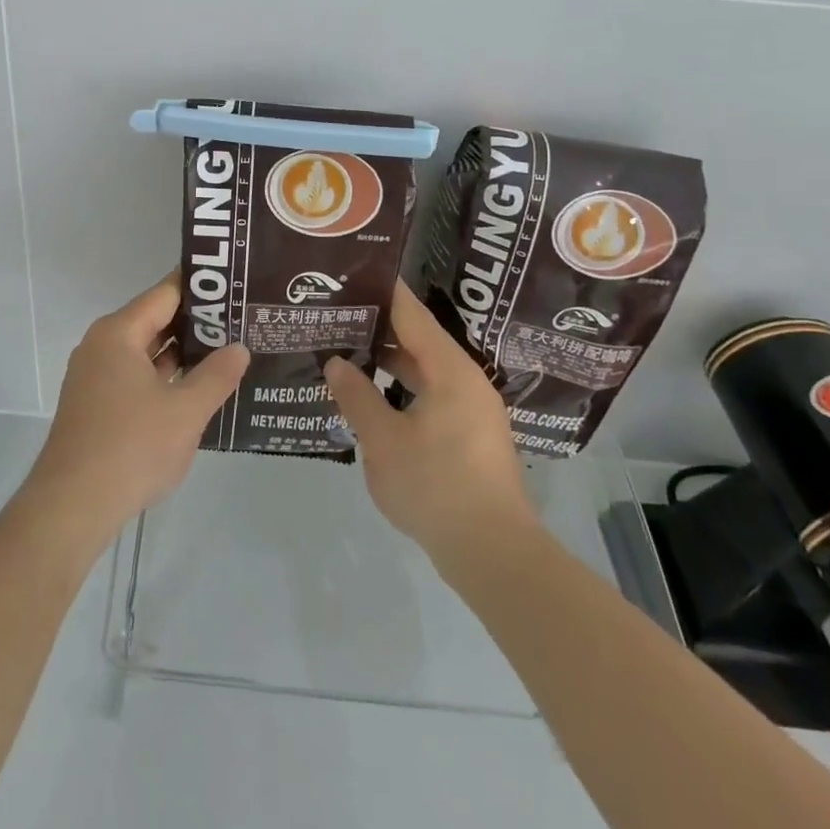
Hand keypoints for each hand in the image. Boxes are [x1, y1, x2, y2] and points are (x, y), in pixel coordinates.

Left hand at [19, 277, 249, 545]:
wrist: (72, 508)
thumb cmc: (131, 448)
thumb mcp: (185, 411)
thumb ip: (217, 376)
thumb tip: (239, 348)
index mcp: (118, 333)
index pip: (165, 294)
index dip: (202, 289)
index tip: (235, 285)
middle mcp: (102, 346)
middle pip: (155, 320)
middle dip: (197, 323)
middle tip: (243, 320)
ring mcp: (96, 378)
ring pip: (147, 352)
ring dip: (183, 354)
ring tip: (229, 351)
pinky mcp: (97, 406)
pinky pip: (137, 378)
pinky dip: (166, 378)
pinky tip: (197, 389)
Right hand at [324, 282, 536, 570]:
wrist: (493, 554)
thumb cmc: (436, 487)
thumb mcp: (383, 440)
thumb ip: (357, 397)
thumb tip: (336, 363)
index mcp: (450, 370)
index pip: (412, 314)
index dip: (382, 291)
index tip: (352, 274)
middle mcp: (466, 381)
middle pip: (419, 339)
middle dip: (378, 327)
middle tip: (337, 313)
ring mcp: (472, 410)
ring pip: (425, 370)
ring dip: (389, 361)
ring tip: (347, 350)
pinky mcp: (470, 436)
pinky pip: (431, 395)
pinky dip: (402, 388)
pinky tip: (372, 397)